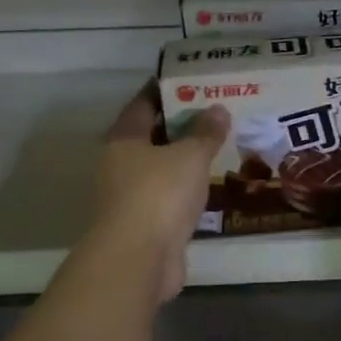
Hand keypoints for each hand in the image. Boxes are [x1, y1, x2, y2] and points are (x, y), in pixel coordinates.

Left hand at [88, 84, 229, 302]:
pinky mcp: (146, 224)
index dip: (166, 90)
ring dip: (185, 159)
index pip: (144, 104)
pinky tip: (211, 184)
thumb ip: (205, 133)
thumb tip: (218, 109)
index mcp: (124, 140)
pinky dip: (188, 189)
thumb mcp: (189, 156)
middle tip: (216, 112)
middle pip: (153, 136)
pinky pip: (170, 196)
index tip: (191, 81)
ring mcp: (131, 197)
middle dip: (181, 125)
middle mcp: (121, 165)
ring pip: (162, 169)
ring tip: (220, 145)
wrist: (138, 260)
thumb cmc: (159, 195)